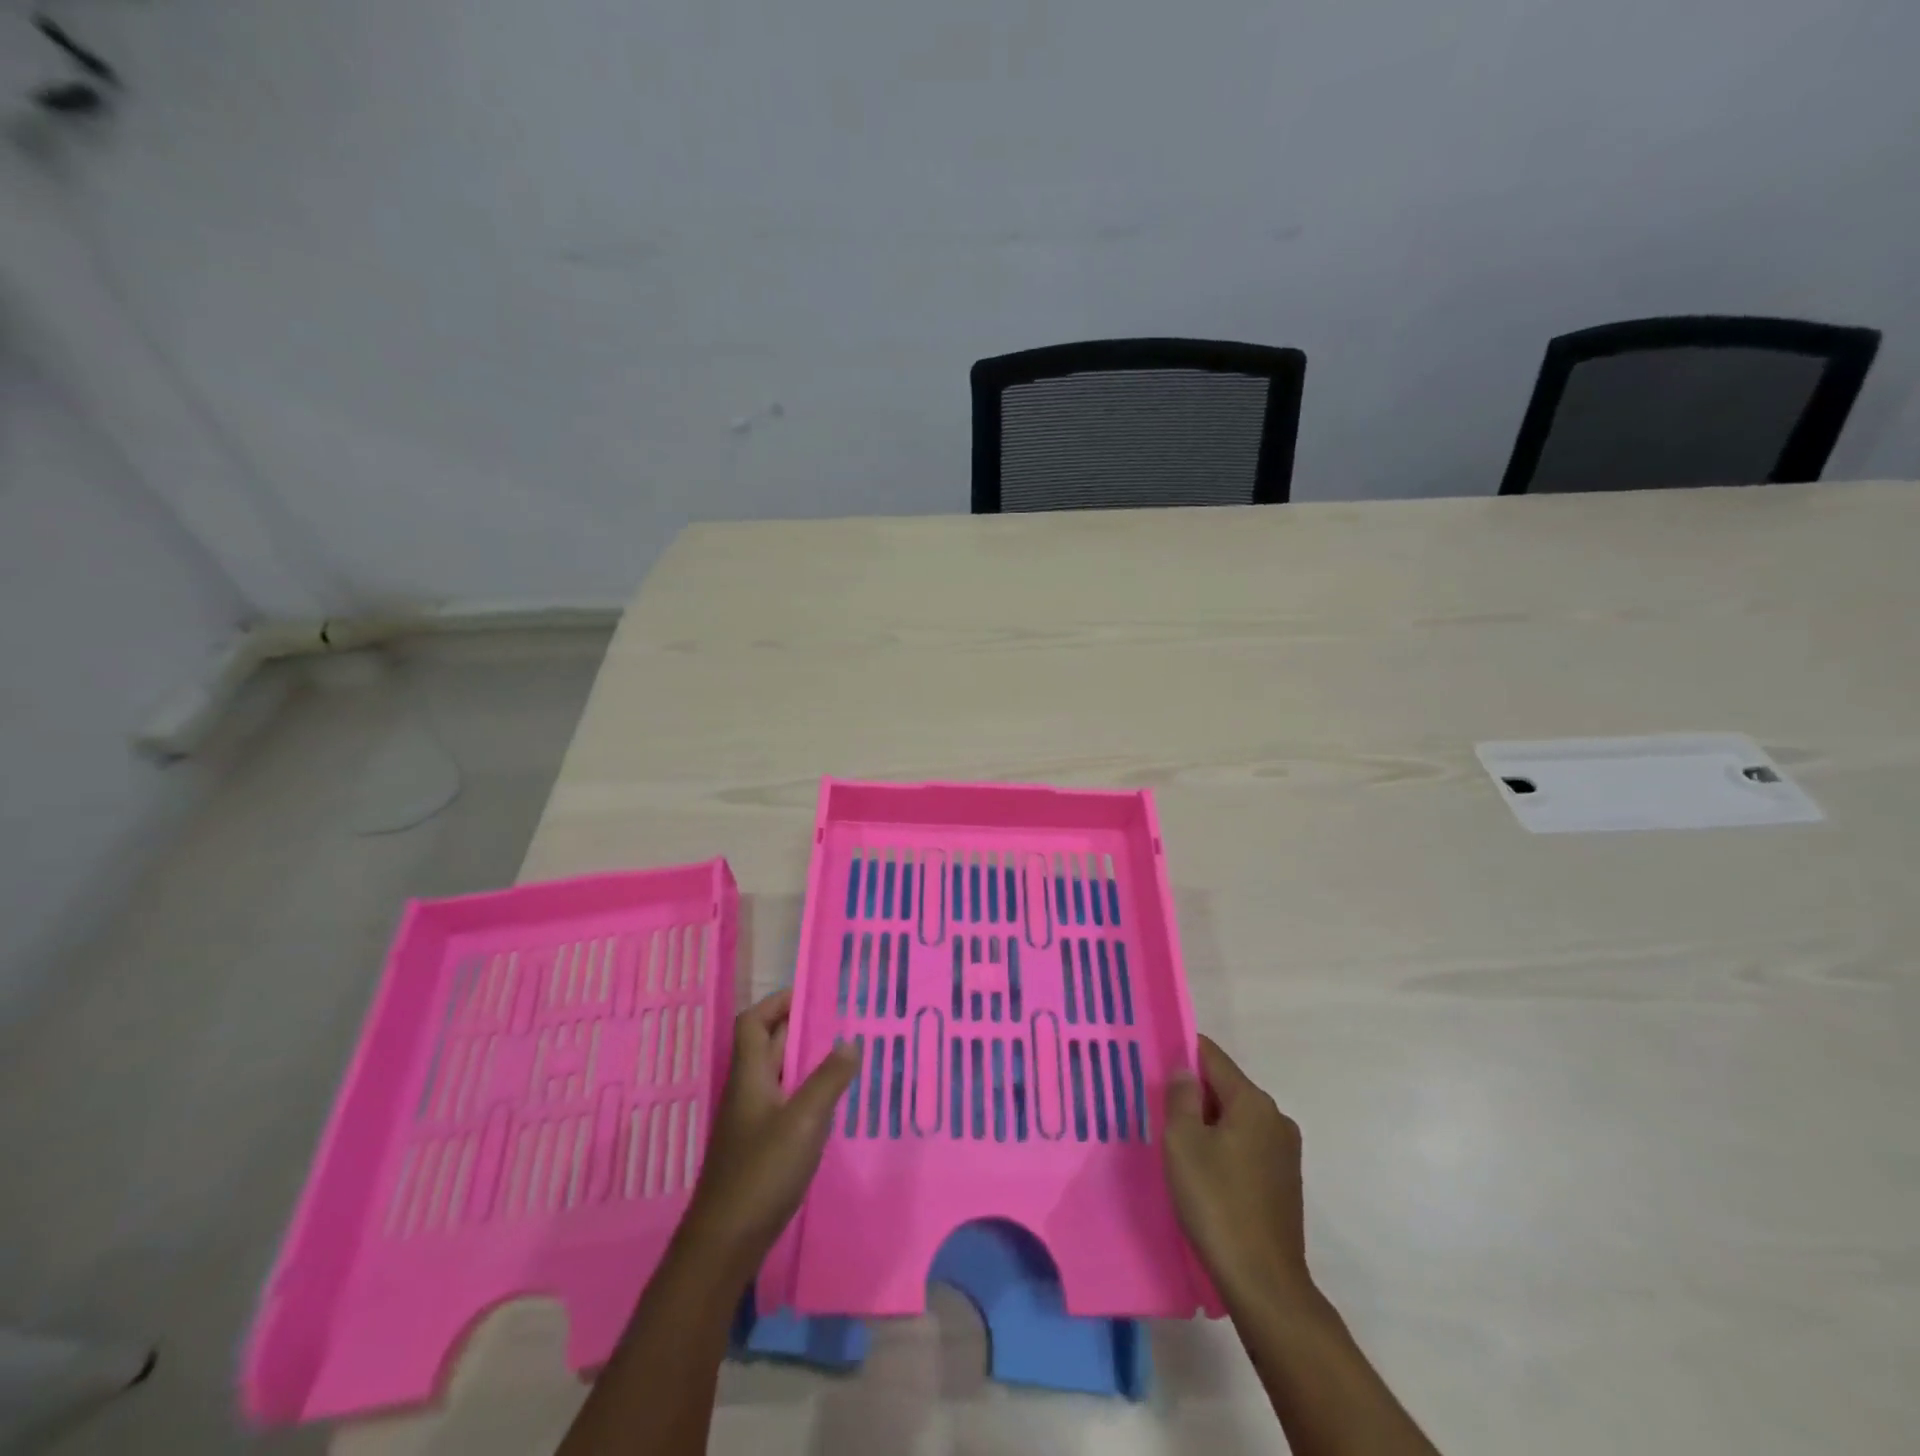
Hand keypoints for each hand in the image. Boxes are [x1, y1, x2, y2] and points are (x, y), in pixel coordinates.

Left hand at [680, 989, 855, 1278]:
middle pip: (765, 1046)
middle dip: (797, 1028)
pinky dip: (804, 1093)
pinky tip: (829, 1105)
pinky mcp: (758, 1149)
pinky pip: (783, 1104)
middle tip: (838, 1020)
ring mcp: (750, 1123)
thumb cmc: (762, 1172)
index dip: (776, 1003)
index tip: (810, 994)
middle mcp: (746, 1092)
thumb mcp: (804, 1120)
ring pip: (776, 1076)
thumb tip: (850, 1040)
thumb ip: (829, 1078)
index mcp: (749, 1076)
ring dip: (804, 1061)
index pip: (752, 1022)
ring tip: (842, 1055)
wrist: (725, 1244)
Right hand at [1164, 1035, 1316, 1310]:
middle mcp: (1276, 1118)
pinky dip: (1224, 1148)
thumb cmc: (1216, 1202)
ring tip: (1177, 1144)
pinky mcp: (1285, 1182)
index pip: (1212, 1057)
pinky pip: (1247, 1146)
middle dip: (1194, 1093)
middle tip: (1159, 1109)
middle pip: (1225, 1088)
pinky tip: (1204, 1173)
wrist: (1263, 1283)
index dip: (1182, 1053)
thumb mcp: (1183, 1142)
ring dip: (1208, 1124)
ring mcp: (1285, 1152)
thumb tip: (1185, 1070)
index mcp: (1253, 1102)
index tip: (1154, 1062)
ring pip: (1236, 1119)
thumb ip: (1181, 1096)